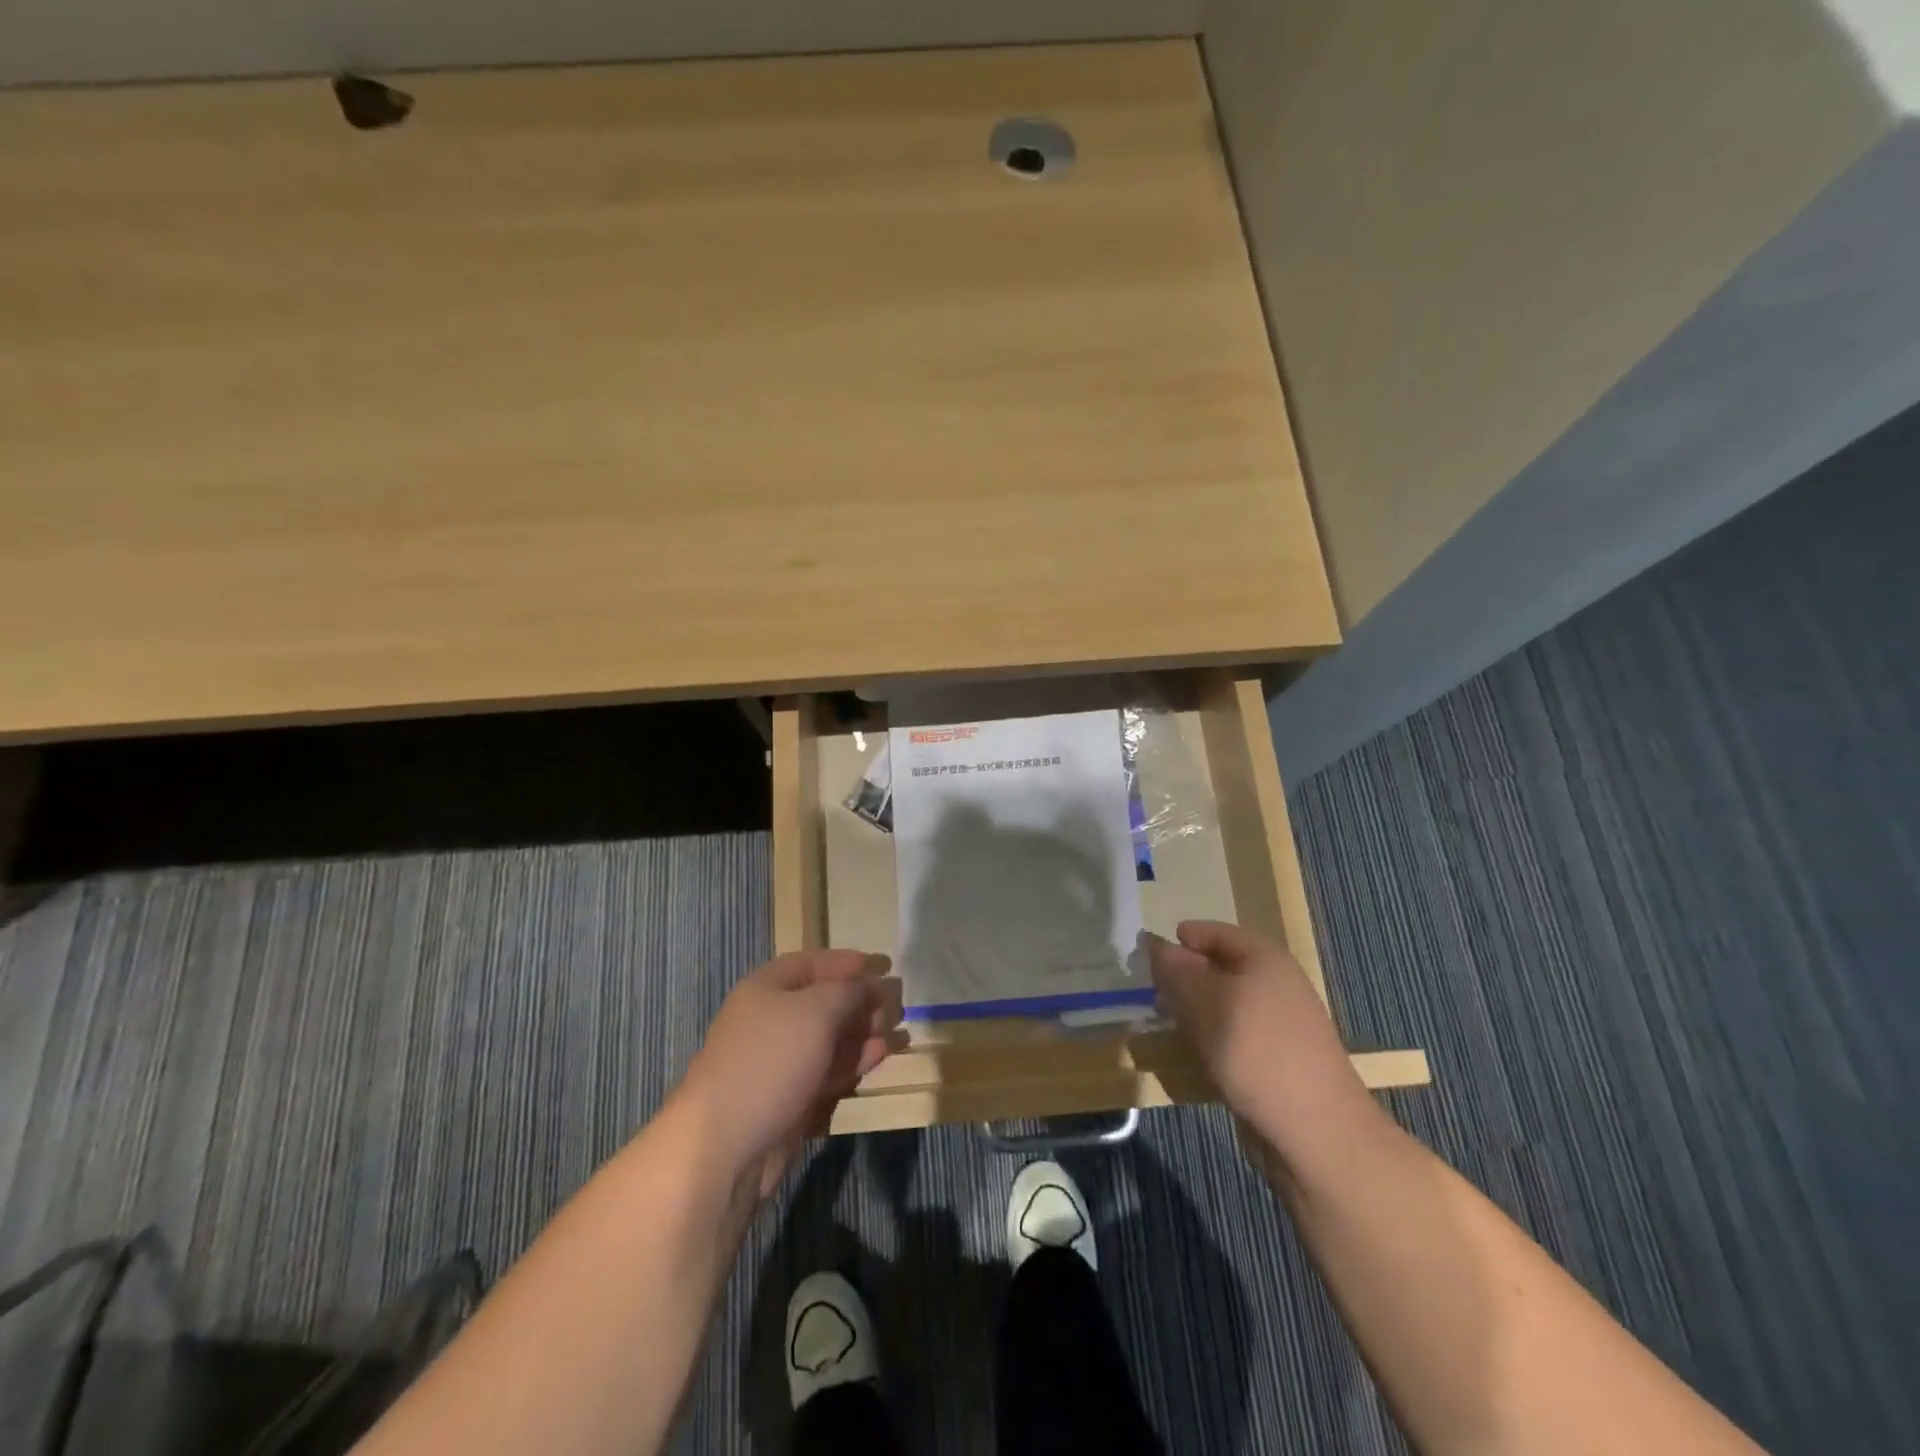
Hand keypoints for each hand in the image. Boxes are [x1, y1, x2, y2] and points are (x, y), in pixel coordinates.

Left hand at [675, 949, 902, 1198]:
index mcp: (765, 989)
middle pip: (819, 1002)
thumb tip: (866, 986)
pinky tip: (880, 1055)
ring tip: (895, 1029)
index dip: (842, 961)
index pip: (808, 963)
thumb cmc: (772, 1059)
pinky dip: (852, 1061)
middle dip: (856, 1000)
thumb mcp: (817, 1011)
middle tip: (891, 1003)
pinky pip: (826, 1071)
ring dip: (860, 1032)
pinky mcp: (789, 1100)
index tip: (877, 965)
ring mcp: (778, 1063)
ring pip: (826, 1039)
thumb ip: (847, 992)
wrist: (727, 1144)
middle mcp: (769, 1021)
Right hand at [1148, 921, 1375, 1158]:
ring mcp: (1280, 1025)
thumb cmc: (1255, 1051)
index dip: (1183, 939)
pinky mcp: (1278, 1060)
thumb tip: (1155, 945)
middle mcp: (1276, 984)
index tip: (1149, 955)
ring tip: (1167, 1024)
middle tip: (1152, 991)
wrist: (1316, 1131)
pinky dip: (1212, 1039)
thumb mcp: (1204, 1001)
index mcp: (1265, 958)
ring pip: (1225, 1005)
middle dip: (1185, 978)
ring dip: (1195, 1012)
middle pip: (1220, 968)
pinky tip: (1195, 1055)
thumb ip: (1175, 970)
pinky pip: (1236, 1036)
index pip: (1216, 932)